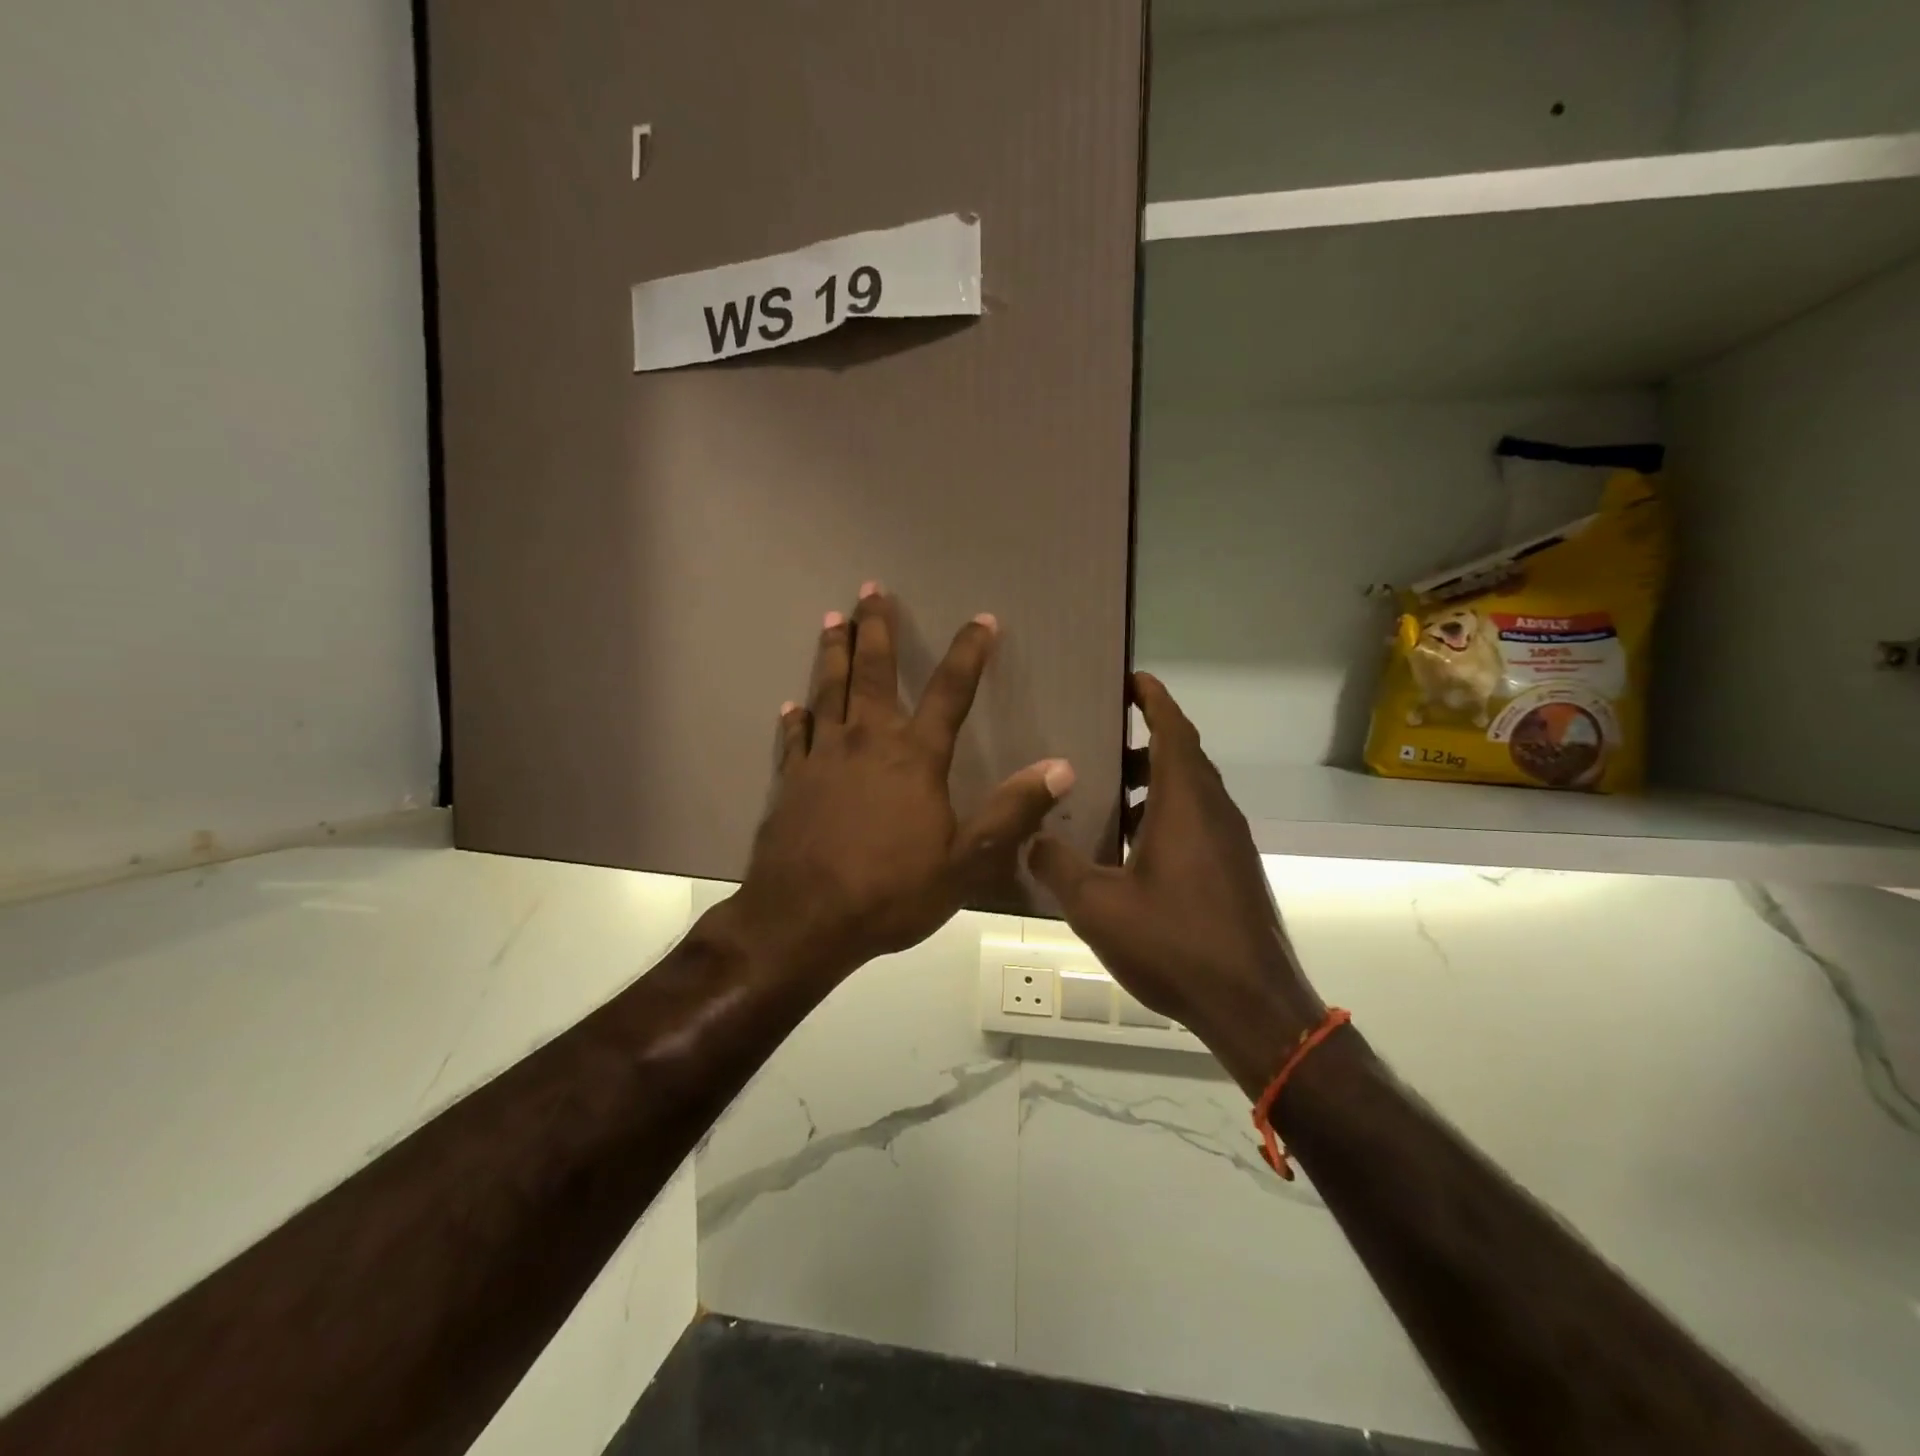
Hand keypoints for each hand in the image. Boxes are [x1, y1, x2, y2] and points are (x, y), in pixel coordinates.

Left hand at [729, 585, 1075, 982]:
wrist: (804, 920)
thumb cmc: (891, 892)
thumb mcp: (966, 861)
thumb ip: (1011, 811)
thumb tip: (1061, 767)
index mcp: (915, 757)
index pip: (950, 691)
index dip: (969, 653)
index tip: (982, 620)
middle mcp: (867, 742)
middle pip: (873, 672)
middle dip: (874, 627)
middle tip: (870, 588)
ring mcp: (822, 758)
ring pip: (828, 691)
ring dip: (832, 653)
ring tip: (831, 619)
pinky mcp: (790, 780)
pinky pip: (794, 737)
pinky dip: (795, 717)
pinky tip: (792, 704)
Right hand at [1028, 672, 1324, 1094]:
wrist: (1253, 1005)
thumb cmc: (1175, 943)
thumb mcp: (1098, 906)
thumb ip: (1058, 865)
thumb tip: (1032, 839)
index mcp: (1185, 803)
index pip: (1174, 730)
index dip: (1154, 699)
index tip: (1131, 677)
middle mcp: (1214, 812)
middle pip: (1182, 756)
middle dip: (1144, 740)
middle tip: (1099, 738)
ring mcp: (1230, 843)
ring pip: (1190, 793)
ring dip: (1152, 783)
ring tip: (1105, 793)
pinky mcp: (1234, 871)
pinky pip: (1197, 823)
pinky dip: (1164, 815)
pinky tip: (1129, 849)